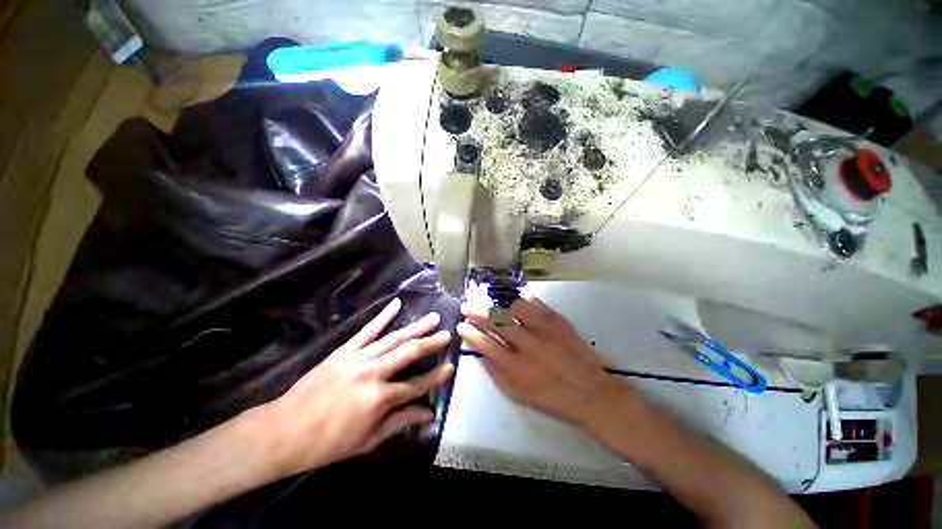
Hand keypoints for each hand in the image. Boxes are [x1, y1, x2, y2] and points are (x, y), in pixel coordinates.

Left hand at [262, 298, 453, 476]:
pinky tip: (396, 304)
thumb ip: (400, 422)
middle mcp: (373, 373)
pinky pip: (367, 330)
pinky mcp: (344, 350)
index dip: (435, 377)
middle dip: (431, 343)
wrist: (284, 431)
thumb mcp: (368, 440)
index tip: (450, 367)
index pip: (416, 385)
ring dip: (415, 327)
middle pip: (408, 353)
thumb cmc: (328, 443)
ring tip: (432, 317)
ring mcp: (358, 358)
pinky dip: (383, 316)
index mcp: (379, 399)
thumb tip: (428, 412)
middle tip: (447, 334)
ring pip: (393, 338)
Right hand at [457, 297, 627, 426]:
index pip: (485, 344)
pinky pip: (536, 304)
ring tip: (492, 302)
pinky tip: (516, 302)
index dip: (470, 333)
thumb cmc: (551, 397)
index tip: (461, 325)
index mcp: (515, 367)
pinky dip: (523, 301)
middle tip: (467, 306)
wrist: (590, 391)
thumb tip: (481, 355)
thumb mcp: (518, 395)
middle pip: (496, 322)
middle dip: (477, 312)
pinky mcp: (557, 321)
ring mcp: (543, 330)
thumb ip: (496, 374)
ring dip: (499, 303)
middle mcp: (526, 345)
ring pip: (514, 307)